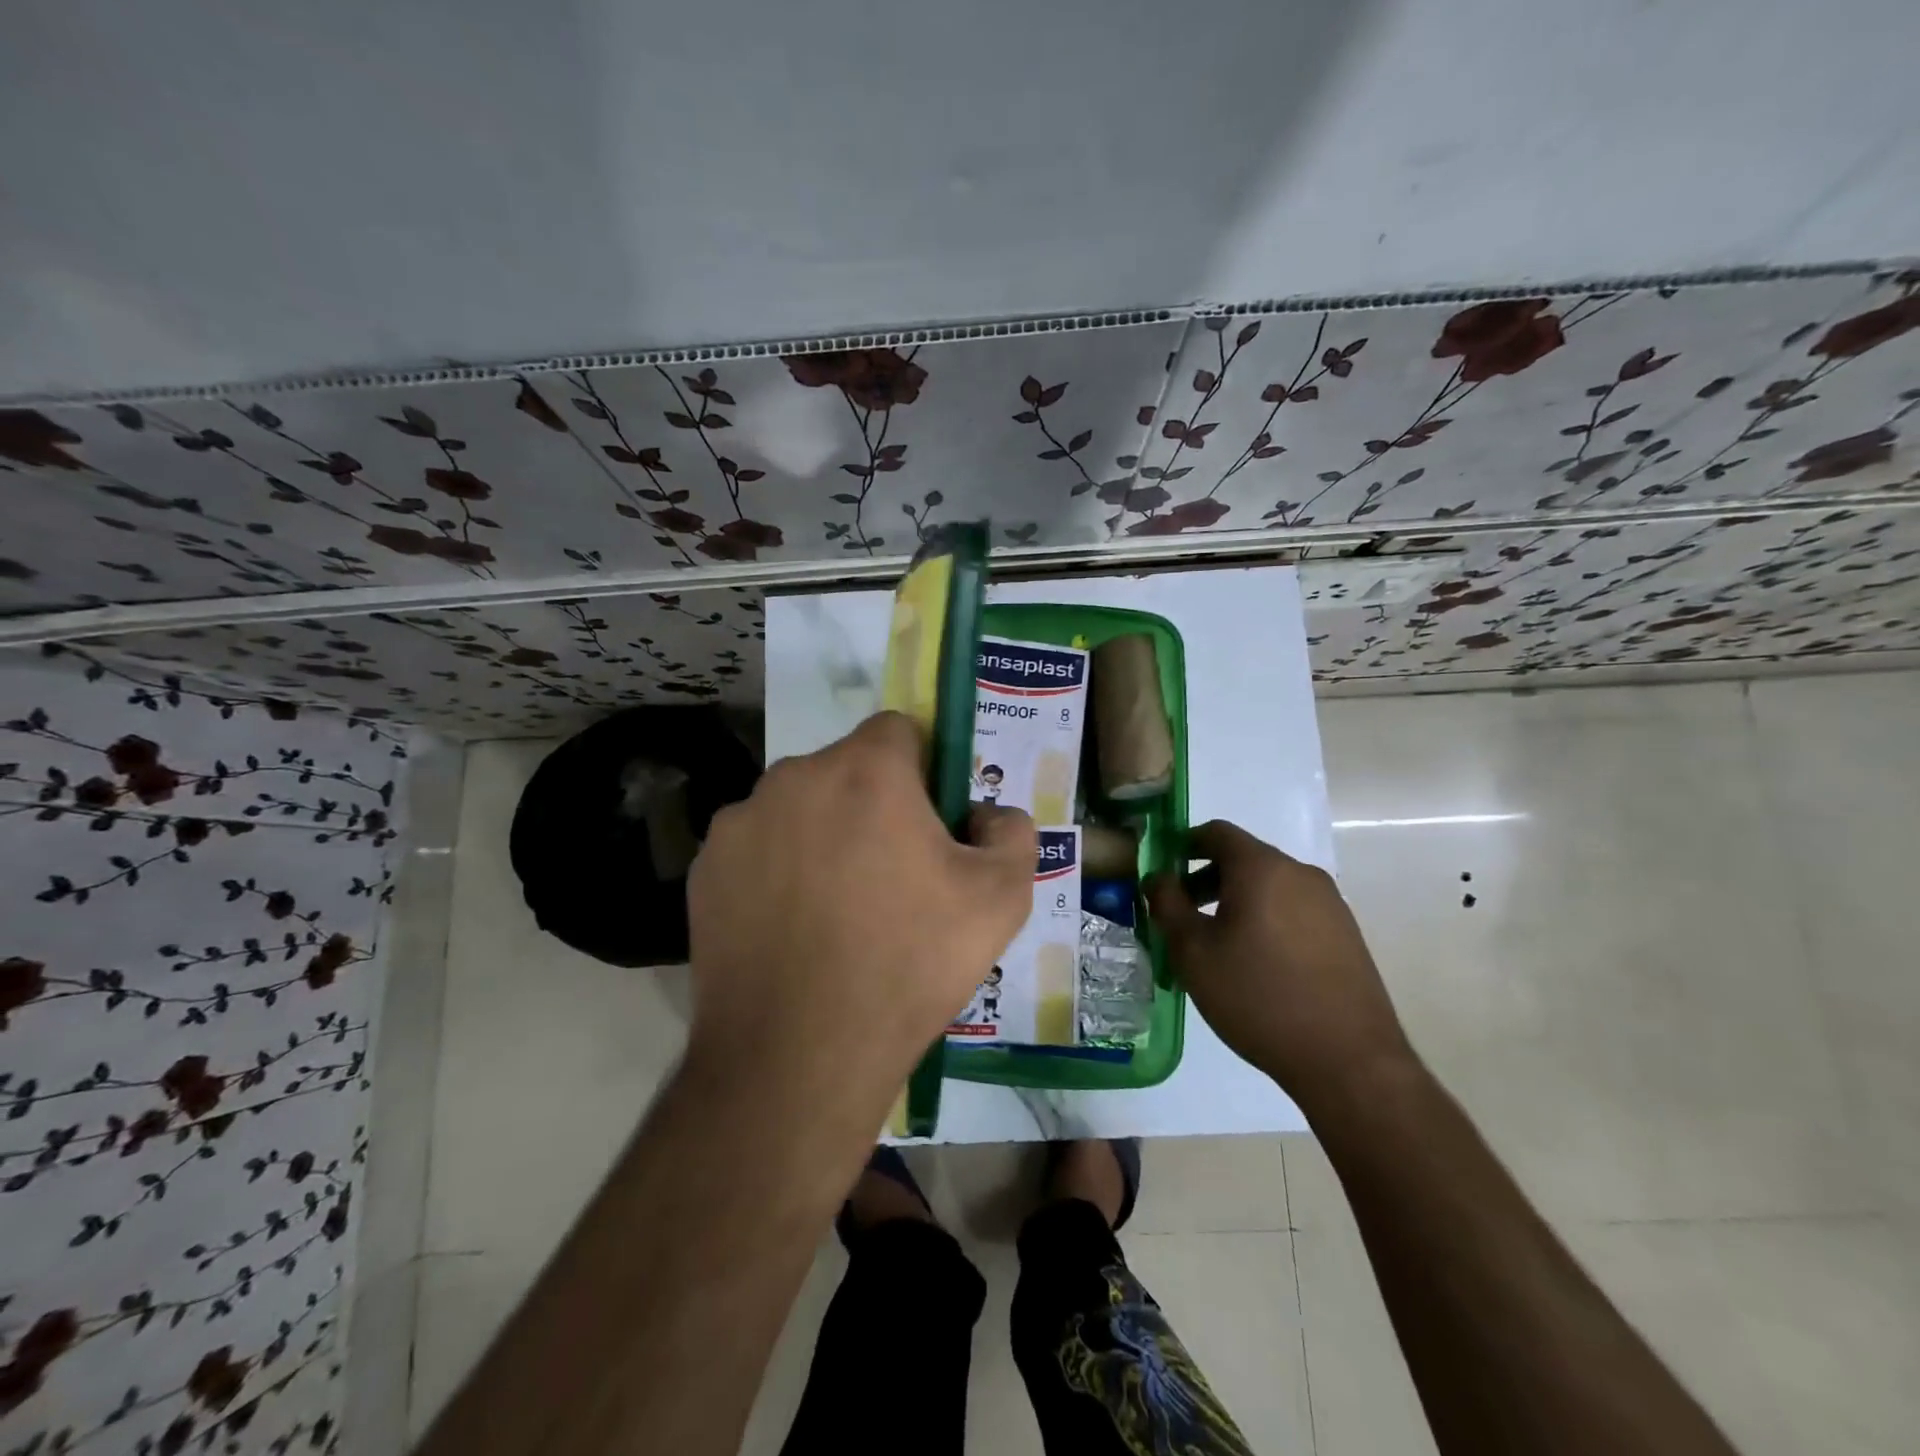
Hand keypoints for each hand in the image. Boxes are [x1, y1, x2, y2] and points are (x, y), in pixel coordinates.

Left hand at [686, 711, 1035, 1105]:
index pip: (899, 730)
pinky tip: (792, 928)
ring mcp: (741, 821)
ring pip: (800, 806)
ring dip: (823, 834)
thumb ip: (1013, 831)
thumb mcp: (1002, 898)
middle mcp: (795, 777)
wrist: (798, 1055)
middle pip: (847, 768)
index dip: (924, 768)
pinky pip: (758, 847)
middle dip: (874, 804)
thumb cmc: (909, 964)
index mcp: (866, 771)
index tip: (931, 822)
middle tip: (893, 876)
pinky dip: (778, 869)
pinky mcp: (706, 867)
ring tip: (838, 909)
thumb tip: (987, 814)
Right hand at [1147, 820, 1413, 1111]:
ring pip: (1270, 886)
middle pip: (1244, 859)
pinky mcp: (1347, 934)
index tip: (1164, 873)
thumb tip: (1158, 878)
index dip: (1184, 845)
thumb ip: (1167, 905)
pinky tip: (1257, 964)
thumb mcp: (1193, 952)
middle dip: (1207, 878)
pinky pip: (1294, 910)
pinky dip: (1267, 920)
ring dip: (1237, 902)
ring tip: (1217, 945)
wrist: (1348, 1061)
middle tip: (1182, 915)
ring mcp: (1330, 903)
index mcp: (1262, 868)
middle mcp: (1300, 873)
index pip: (1216, 832)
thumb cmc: (1257, 996)